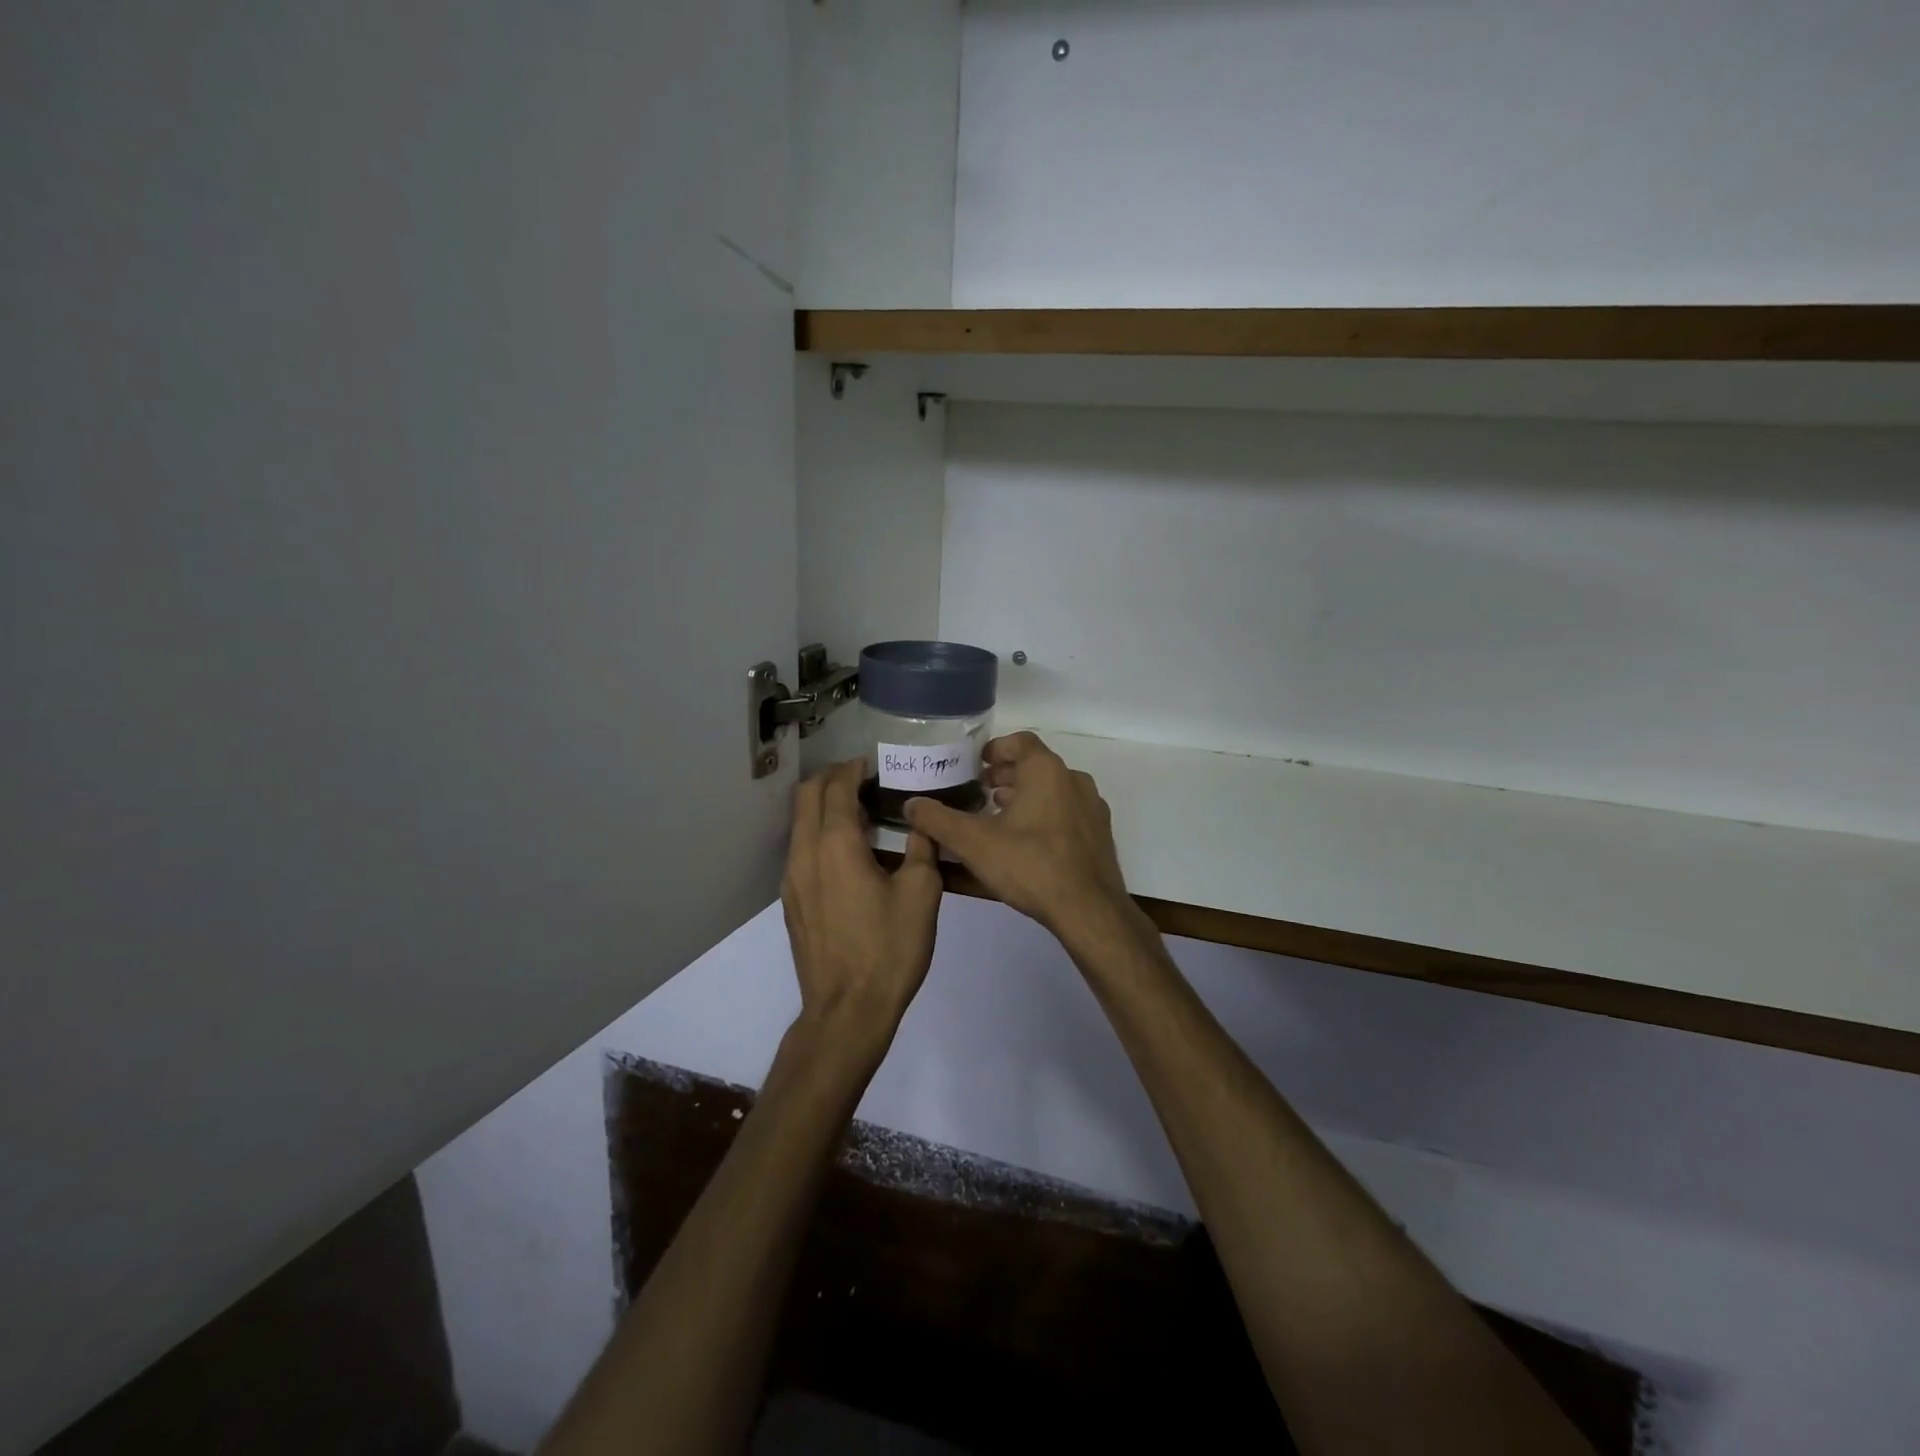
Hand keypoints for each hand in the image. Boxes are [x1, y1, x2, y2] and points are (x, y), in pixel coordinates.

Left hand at [781, 759, 942, 1054]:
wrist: (847, 1011)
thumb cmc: (889, 949)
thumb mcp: (922, 894)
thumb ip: (922, 847)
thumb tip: (920, 819)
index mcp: (836, 845)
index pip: (836, 787)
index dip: (853, 769)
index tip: (873, 763)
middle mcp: (805, 854)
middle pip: (806, 797)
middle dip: (831, 778)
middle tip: (863, 778)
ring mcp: (792, 879)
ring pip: (800, 823)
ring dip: (823, 806)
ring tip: (859, 811)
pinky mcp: (792, 902)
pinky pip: (800, 849)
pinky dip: (819, 833)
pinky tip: (848, 852)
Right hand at [903, 732, 1132, 939]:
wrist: (1089, 910)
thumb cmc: (1030, 865)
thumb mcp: (974, 843)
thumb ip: (939, 820)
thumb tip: (911, 804)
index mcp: (1047, 771)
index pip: (1020, 742)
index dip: (995, 749)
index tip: (976, 765)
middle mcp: (1074, 780)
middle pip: (1036, 765)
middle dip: (1007, 774)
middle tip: (981, 790)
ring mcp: (1092, 808)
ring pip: (1053, 790)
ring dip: (1026, 796)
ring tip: (1000, 816)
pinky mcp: (1100, 834)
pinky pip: (1068, 812)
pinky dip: (1045, 815)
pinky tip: (1027, 842)